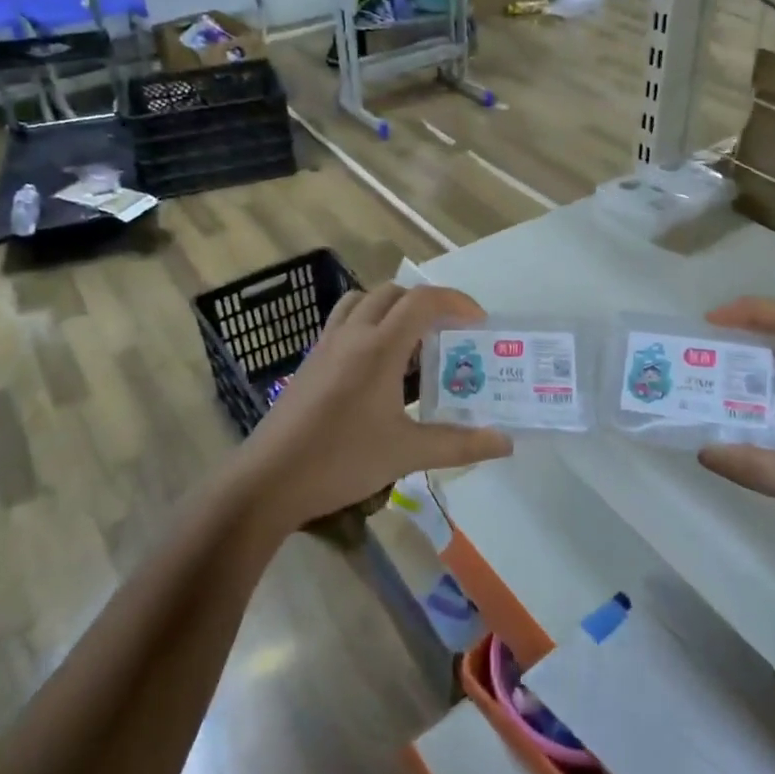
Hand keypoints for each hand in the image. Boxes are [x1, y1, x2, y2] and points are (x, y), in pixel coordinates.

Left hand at [225, 283, 512, 532]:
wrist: (268, 480)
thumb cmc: (340, 460)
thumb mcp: (406, 453)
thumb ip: (459, 444)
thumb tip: (506, 443)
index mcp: (378, 347)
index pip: (422, 301)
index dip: (456, 302)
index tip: (479, 323)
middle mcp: (351, 335)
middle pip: (393, 294)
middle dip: (427, 304)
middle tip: (449, 334)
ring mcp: (325, 345)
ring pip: (362, 302)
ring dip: (392, 308)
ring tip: (412, 342)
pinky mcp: (309, 361)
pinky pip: (343, 322)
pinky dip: (368, 324)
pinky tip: (377, 366)